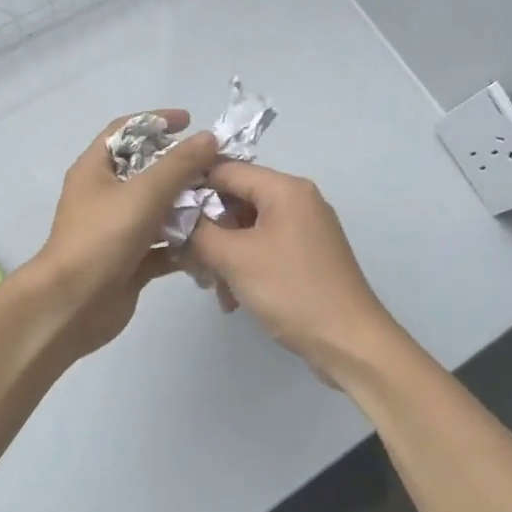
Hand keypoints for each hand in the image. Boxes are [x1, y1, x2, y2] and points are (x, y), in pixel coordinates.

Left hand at [33, 112, 219, 359]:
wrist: (72, 306)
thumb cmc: (101, 239)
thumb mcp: (143, 193)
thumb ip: (178, 165)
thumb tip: (208, 137)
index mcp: (96, 170)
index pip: (125, 131)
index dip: (156, 121)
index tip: (190, 121)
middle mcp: (105, 196)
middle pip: (148, 171)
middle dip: (183, 169)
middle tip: (218, 168)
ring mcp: (118, 230)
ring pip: (159, 210)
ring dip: (188, 208)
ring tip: (223, 205)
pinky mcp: (131, 261)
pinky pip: (163, 245)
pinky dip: (184, 244)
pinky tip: (212, 244)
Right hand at [185, 162, 395, 372]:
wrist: (349, 342)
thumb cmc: (292, 291)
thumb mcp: (235, 258)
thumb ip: (198, 231)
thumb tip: (174, 215)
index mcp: (285, 189)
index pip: (226, 169)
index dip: (191, 186)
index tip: (162, 211)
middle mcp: (298, 200)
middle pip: (237, 199)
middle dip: (207, 228)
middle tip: (185, 257)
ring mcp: (305, 229)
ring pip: (247, 228)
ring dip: (222, 254)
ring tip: (209, 286)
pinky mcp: (306, 257)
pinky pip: (263, 248)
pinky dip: (243, 267)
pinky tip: (231, 298)